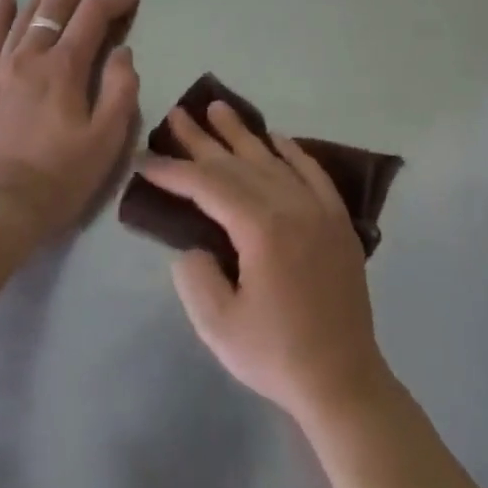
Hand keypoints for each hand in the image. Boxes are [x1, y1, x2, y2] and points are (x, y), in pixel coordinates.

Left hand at [0, 0, 140, 244]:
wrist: (2, 208)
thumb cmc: (62, 176)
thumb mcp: (107, 138)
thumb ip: (121, 90)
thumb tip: (122, 52)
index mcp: (64, 68)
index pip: (92, 18)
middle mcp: (31, 57)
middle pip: (56, 6)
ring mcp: (3, 69)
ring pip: (26, 14)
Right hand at [138, 101, 394, 427]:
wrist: (342, 379)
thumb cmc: (276, 355)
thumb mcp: (218, 325)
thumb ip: (195, 276)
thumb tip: (194, 244)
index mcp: (262, 229)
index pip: (209, 186)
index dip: (174, 171)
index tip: (145, 159)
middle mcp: (293, 206)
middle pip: (240, 164)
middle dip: (203, 141)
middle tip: (177, 114)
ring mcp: (320, 211)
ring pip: (274, 160)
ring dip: (244, 135)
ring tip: (219, 108)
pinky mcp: (338, 222)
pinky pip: (313, 173)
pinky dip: (293, 152)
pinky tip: (277, 138)